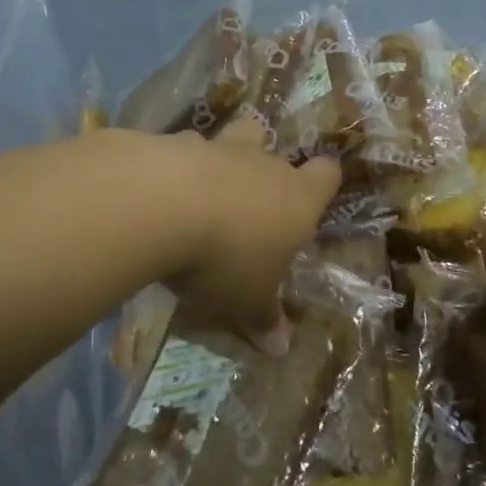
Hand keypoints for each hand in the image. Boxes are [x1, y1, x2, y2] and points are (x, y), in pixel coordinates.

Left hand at [165, 117, 341, 353]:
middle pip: (274, 147)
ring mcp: (218, 147)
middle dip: (263, 166)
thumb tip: (281, 349)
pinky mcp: (174, 141)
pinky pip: (182, 147)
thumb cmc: (224, 258)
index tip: (313, 196)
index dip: (322, 182)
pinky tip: (159, 188)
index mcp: (296, 198)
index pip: (327, 174)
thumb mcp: (246, 300)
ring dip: (220, 158)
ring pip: (230, 137)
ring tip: (201, 188)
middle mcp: (263, 165)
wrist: (162, 206)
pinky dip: (175, 163)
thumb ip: (264, 318)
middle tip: (246, 201)